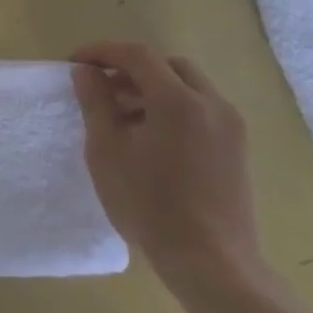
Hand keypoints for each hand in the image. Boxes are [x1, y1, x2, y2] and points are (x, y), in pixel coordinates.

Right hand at [69, 42, 261, 292]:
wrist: (210, 260)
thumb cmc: (149, 204)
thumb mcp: (107, 151)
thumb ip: (95, 103)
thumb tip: (86, 72)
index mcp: (178, 100)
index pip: (137, 55)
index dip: (102, 52)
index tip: (75, 63)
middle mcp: (211, 103)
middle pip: (167, 66)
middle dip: (130, 69)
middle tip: (101, 90)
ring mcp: (230, 125)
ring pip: (187, 86)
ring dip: (153, 89)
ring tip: (123, 117)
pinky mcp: (237, 147)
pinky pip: (202, 109)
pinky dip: (173, 107)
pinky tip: (152, 139)